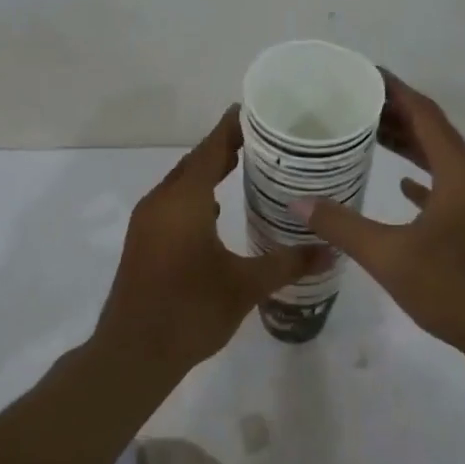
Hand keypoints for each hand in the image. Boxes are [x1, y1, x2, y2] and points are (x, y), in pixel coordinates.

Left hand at [95, 106, 326, 379]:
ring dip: (207, 172)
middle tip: (261, 138)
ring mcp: (147, 222)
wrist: (133, 353)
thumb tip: (331, 250)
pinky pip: (172, 203)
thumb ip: (288, 263)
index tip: (255, 110)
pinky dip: (194, 196)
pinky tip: (215, 210)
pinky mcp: (142, 241)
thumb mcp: (246, 286)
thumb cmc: (191, 311)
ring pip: (180, 184)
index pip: (210, 150)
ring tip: (244, 166)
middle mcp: (161, 202)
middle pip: (194, 162)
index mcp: (184, 201)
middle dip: (223, 147)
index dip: (231, 128)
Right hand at [292, 73, 464, 370]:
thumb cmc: (456, 289)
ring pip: (443, 162)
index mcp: (461, 173)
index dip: (395, 91)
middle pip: (435, 134)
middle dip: (397, 116)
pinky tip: (403, 186)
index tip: (365, 74)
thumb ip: (343, 226)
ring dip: (411, 147)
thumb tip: (299, 203)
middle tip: (356, 105)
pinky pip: (451, 189)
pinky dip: (425, 181)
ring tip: (371, 136)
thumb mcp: (391, 257)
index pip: (426, 115)